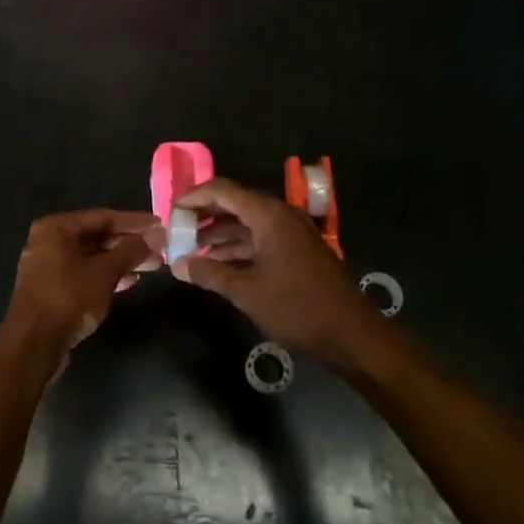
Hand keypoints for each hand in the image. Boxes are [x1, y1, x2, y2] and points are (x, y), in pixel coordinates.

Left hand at [5, 210, 159, 357]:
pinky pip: (84, 273)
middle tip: (160, 249)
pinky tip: (129, 281)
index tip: (160, 226)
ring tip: (152, 265)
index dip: (134, 222)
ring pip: (92, 256)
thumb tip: (159, 233)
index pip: (103, 217)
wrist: (32, 346)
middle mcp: (49, 241)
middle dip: (129, 243)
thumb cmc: (68, 299)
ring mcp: (49, 266)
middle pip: (97, 236)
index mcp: (56, 228)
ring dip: (121, 260)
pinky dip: (106, 275)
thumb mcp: (104, 273)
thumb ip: (131, 250)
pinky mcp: (52, 289)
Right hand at [171, 178, 382, 366]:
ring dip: (219, 232)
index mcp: (268, 215)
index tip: (170, 211)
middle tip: (177, 230)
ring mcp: (291, 231)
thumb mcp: (246, 292)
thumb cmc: (297, 307)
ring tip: (190, 248)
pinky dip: (238, 245)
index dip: (193, 197)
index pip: (222, 190)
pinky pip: (260, 236)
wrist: (352, 334)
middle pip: (234, 203)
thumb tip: (178, 264)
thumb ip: (210, 274)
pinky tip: (218, 262)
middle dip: (204, 215)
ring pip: (246, 222)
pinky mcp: (297, 248)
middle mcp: (279, 214)